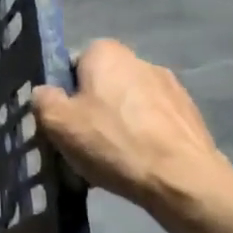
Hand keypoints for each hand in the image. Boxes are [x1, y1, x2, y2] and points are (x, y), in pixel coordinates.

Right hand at [34, 40, 228, 209]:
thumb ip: (43, 99)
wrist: (182, 179)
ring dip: (118, 124)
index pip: (73, 65)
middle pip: (102, 84)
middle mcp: (141, 60)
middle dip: (91, 108)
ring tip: (111, 158)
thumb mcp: (57, 122)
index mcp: (106, 52)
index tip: (62, 120)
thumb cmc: (113, 142)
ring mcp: (171, 87)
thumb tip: (46, 93)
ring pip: (128, 104)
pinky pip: (152, 122)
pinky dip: (142, 138)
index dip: (63, 93)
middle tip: (82, 142)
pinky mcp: (190, 114)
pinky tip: (136, 164)